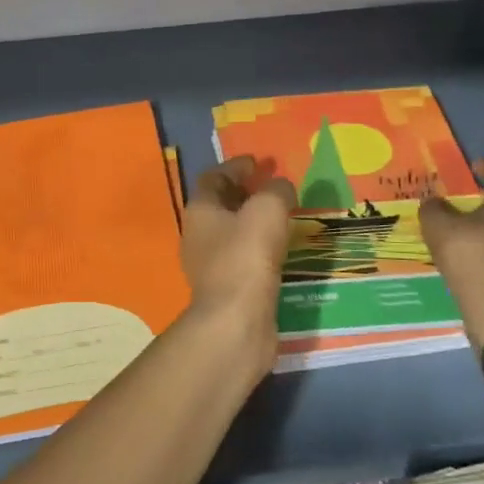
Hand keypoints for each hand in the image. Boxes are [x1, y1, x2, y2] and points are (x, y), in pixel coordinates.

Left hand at [180, 155, 295, 380]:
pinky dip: (261, 247)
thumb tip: (281, 186)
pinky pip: (244, 257)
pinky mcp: (227, 288)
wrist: (237, 321)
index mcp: (200, 210)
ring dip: (255, 221)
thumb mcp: (267, 210)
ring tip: (284, 216)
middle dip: (246, 192)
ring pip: (233, 232)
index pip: (213, 177)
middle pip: (221, 204)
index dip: (236, 166)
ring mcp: (210, 264)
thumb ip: (276, 191)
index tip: (259, 162)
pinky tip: (283, 249)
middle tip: (274, 187)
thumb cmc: (246, 257)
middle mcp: (199, 235)